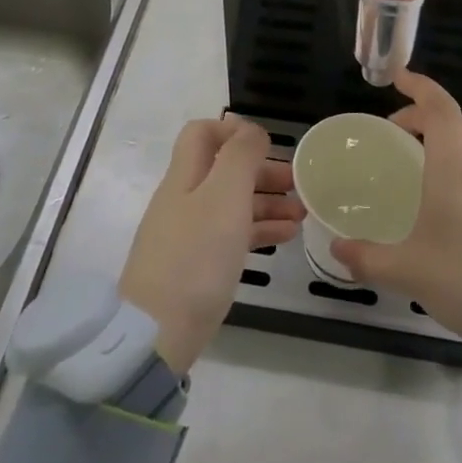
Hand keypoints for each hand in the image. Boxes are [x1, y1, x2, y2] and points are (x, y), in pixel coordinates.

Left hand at [119, 118, 301, 373]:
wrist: (158, 333)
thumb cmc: (196, 256)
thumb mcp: (224, 196)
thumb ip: (240, 156)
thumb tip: (250, 130)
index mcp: (185, 177)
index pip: (202, 134)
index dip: (233, 130)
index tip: (269, 145)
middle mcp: (185, 200)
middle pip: (223, 170)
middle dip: (262, 170)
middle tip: (299, 182)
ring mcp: (190, 234)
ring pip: (233, 204)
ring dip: (268, 202)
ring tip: (303, 213)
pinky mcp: (198, 266)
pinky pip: (233, 235)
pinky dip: (260, 230)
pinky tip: (287, 237)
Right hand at [330, 71, 461, 337]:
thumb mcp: (407, 271)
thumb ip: (366, 258)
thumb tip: (336, 251)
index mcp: (454, 162)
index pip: (437, 106)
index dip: (418, 86)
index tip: (399, 77)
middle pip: (459, 119)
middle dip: (429, 117)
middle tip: (404, 136)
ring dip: (459, 135)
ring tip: (439, 161)